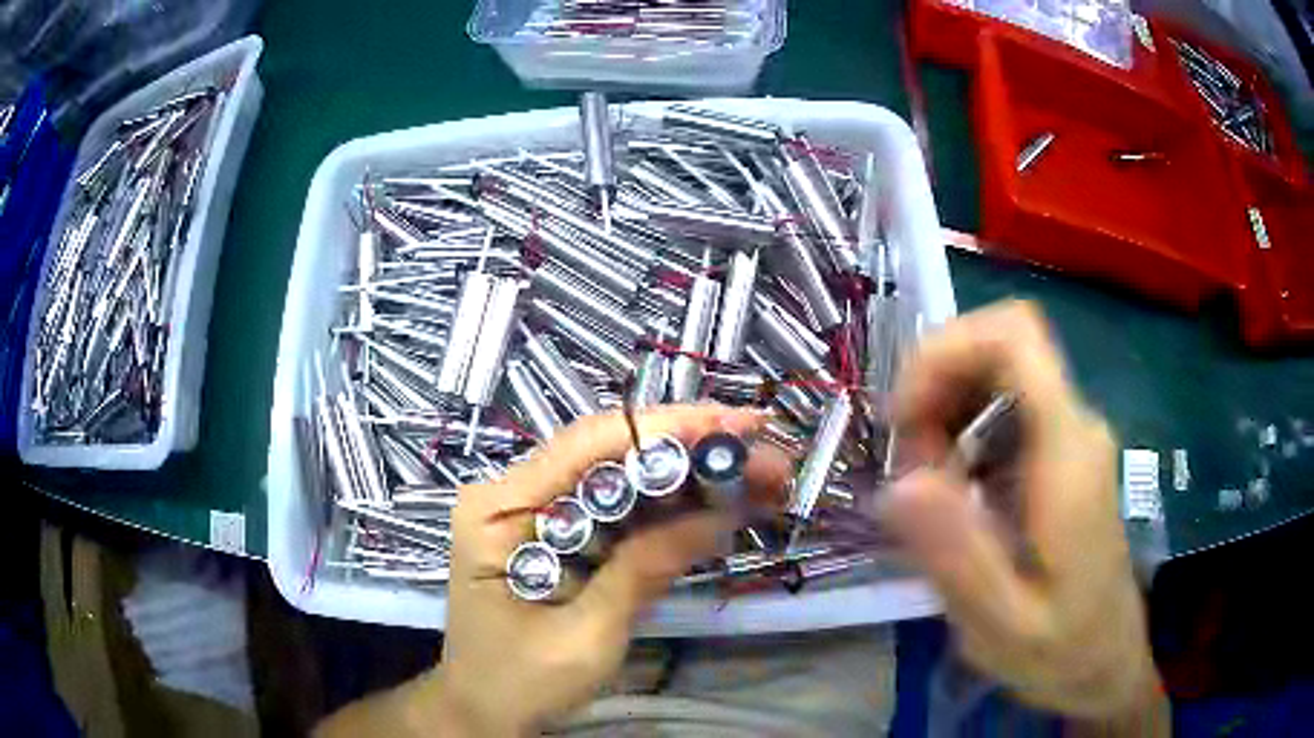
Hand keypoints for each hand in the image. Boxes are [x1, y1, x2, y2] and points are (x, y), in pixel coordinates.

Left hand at [432, 404, 786, 734]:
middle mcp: (516, 494)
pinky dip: (674, 511)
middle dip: (694, 453)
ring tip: (762, 480)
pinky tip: (723, 507)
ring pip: (625, 479)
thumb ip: (644, 570)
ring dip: (693, 479)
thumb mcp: (585, 636)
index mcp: (501, 509)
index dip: (668, 429)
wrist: (485, 711)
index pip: (589, 445)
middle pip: (613, 455)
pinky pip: (622, 512)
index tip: (739, 427)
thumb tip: (721, 514)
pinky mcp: (562, 535)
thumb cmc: (519, 682)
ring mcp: (539, 512)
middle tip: (768, 458)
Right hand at [881, 301, 1165, 727]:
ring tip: (929, 492)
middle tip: (911, 471)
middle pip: (999, 347)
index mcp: (1068, 454)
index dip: (946, 350)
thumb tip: (899, 483)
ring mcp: (1072, 437)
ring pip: (997, 375)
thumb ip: (957, 556)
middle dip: (937, 388)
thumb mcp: (1000, 626)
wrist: (1108, 662)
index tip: (902, 418)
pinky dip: (963, 433)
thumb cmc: (1061, 652)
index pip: (1015, 336)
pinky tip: (955, 496)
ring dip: (946, 413)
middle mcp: (1076, 426)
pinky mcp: (1063, 455)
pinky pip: (1005, 410)